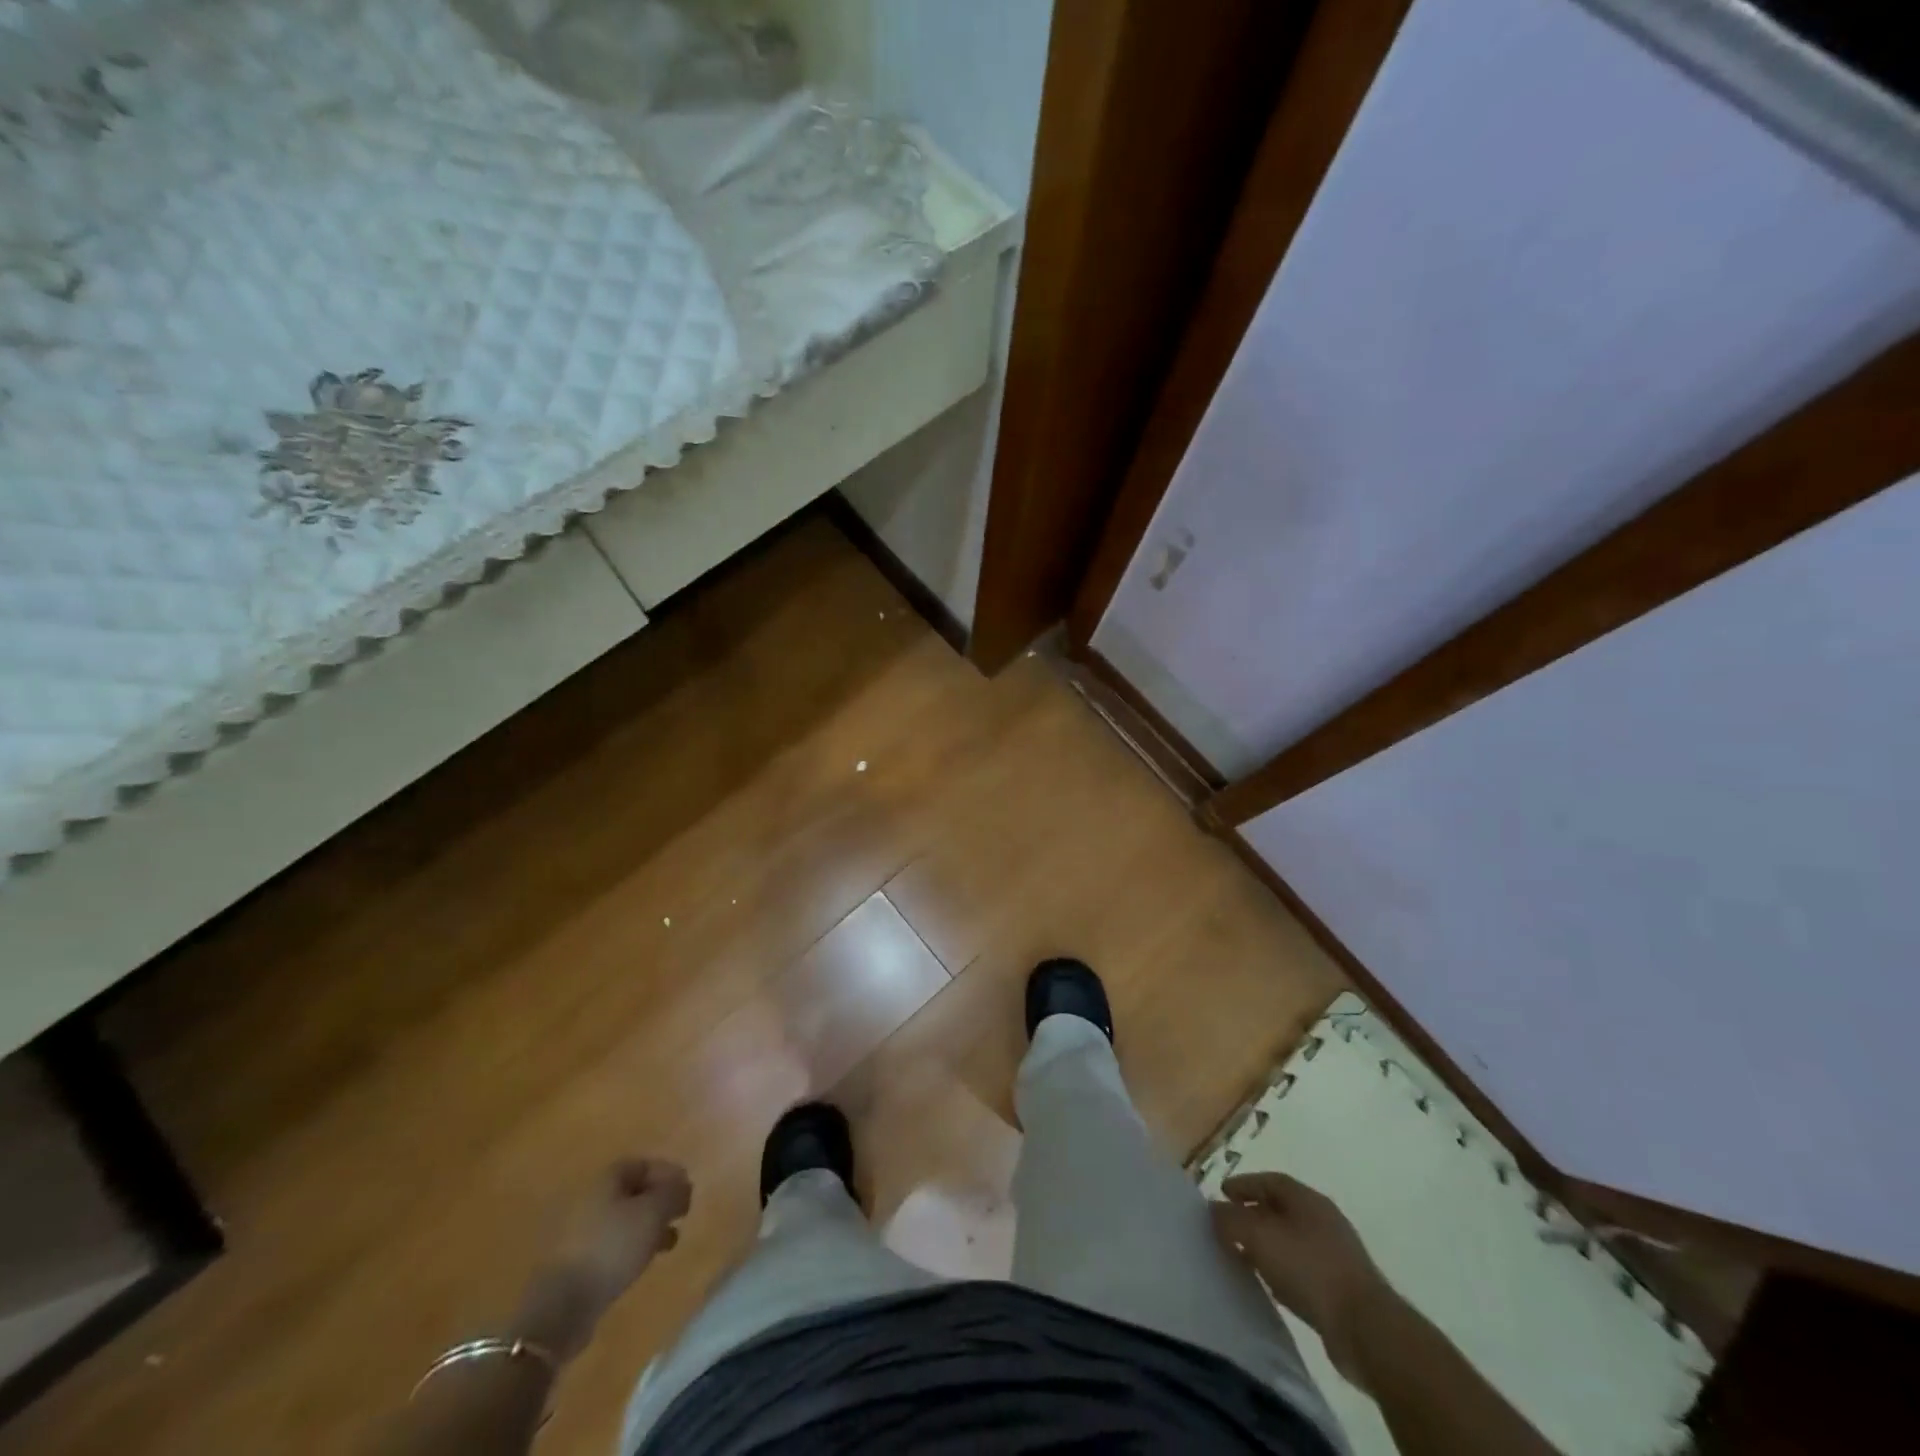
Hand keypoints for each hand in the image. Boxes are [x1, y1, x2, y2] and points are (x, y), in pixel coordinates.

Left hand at [512, 1158, 691, 1361]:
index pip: (642, 1164)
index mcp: (605, 1180)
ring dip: (648, 1227)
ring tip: (669, 1243)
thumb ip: (673, 1193)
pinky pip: (611, 1245)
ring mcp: (579, 1233)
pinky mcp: (575, 1264)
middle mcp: (590, 1200)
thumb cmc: (612, 1247)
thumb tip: (682, 1185)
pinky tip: (642, 1262)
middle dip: (659, 1201)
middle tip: (680, 1215)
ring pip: (623, 1220)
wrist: (561, 1306)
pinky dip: (631, 1248)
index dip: (667, 1173)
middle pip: (632, 1192)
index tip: (687, 1189)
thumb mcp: (653, 1213)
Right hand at [1210, 1172, 1389, 1381]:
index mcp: (1308, 1199)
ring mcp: (1336, 1254)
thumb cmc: (1310, 1269)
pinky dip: (1281, 1268)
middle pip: (1281, 1208)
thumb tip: (1213, 1209)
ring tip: (1242, 1254)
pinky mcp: (1342, 1287)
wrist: (1366, 1329)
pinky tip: (1269, 1283)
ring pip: (1291, 1239)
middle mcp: (1323, 1220)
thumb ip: (1231, 1219)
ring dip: (1266, 1243)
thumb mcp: (1259, 1237)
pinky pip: (1302, 1267)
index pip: (1270, 1180)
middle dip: (1253, 1213)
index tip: (1221, 1193)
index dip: (1244, 1184)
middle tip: (1227, 1223)